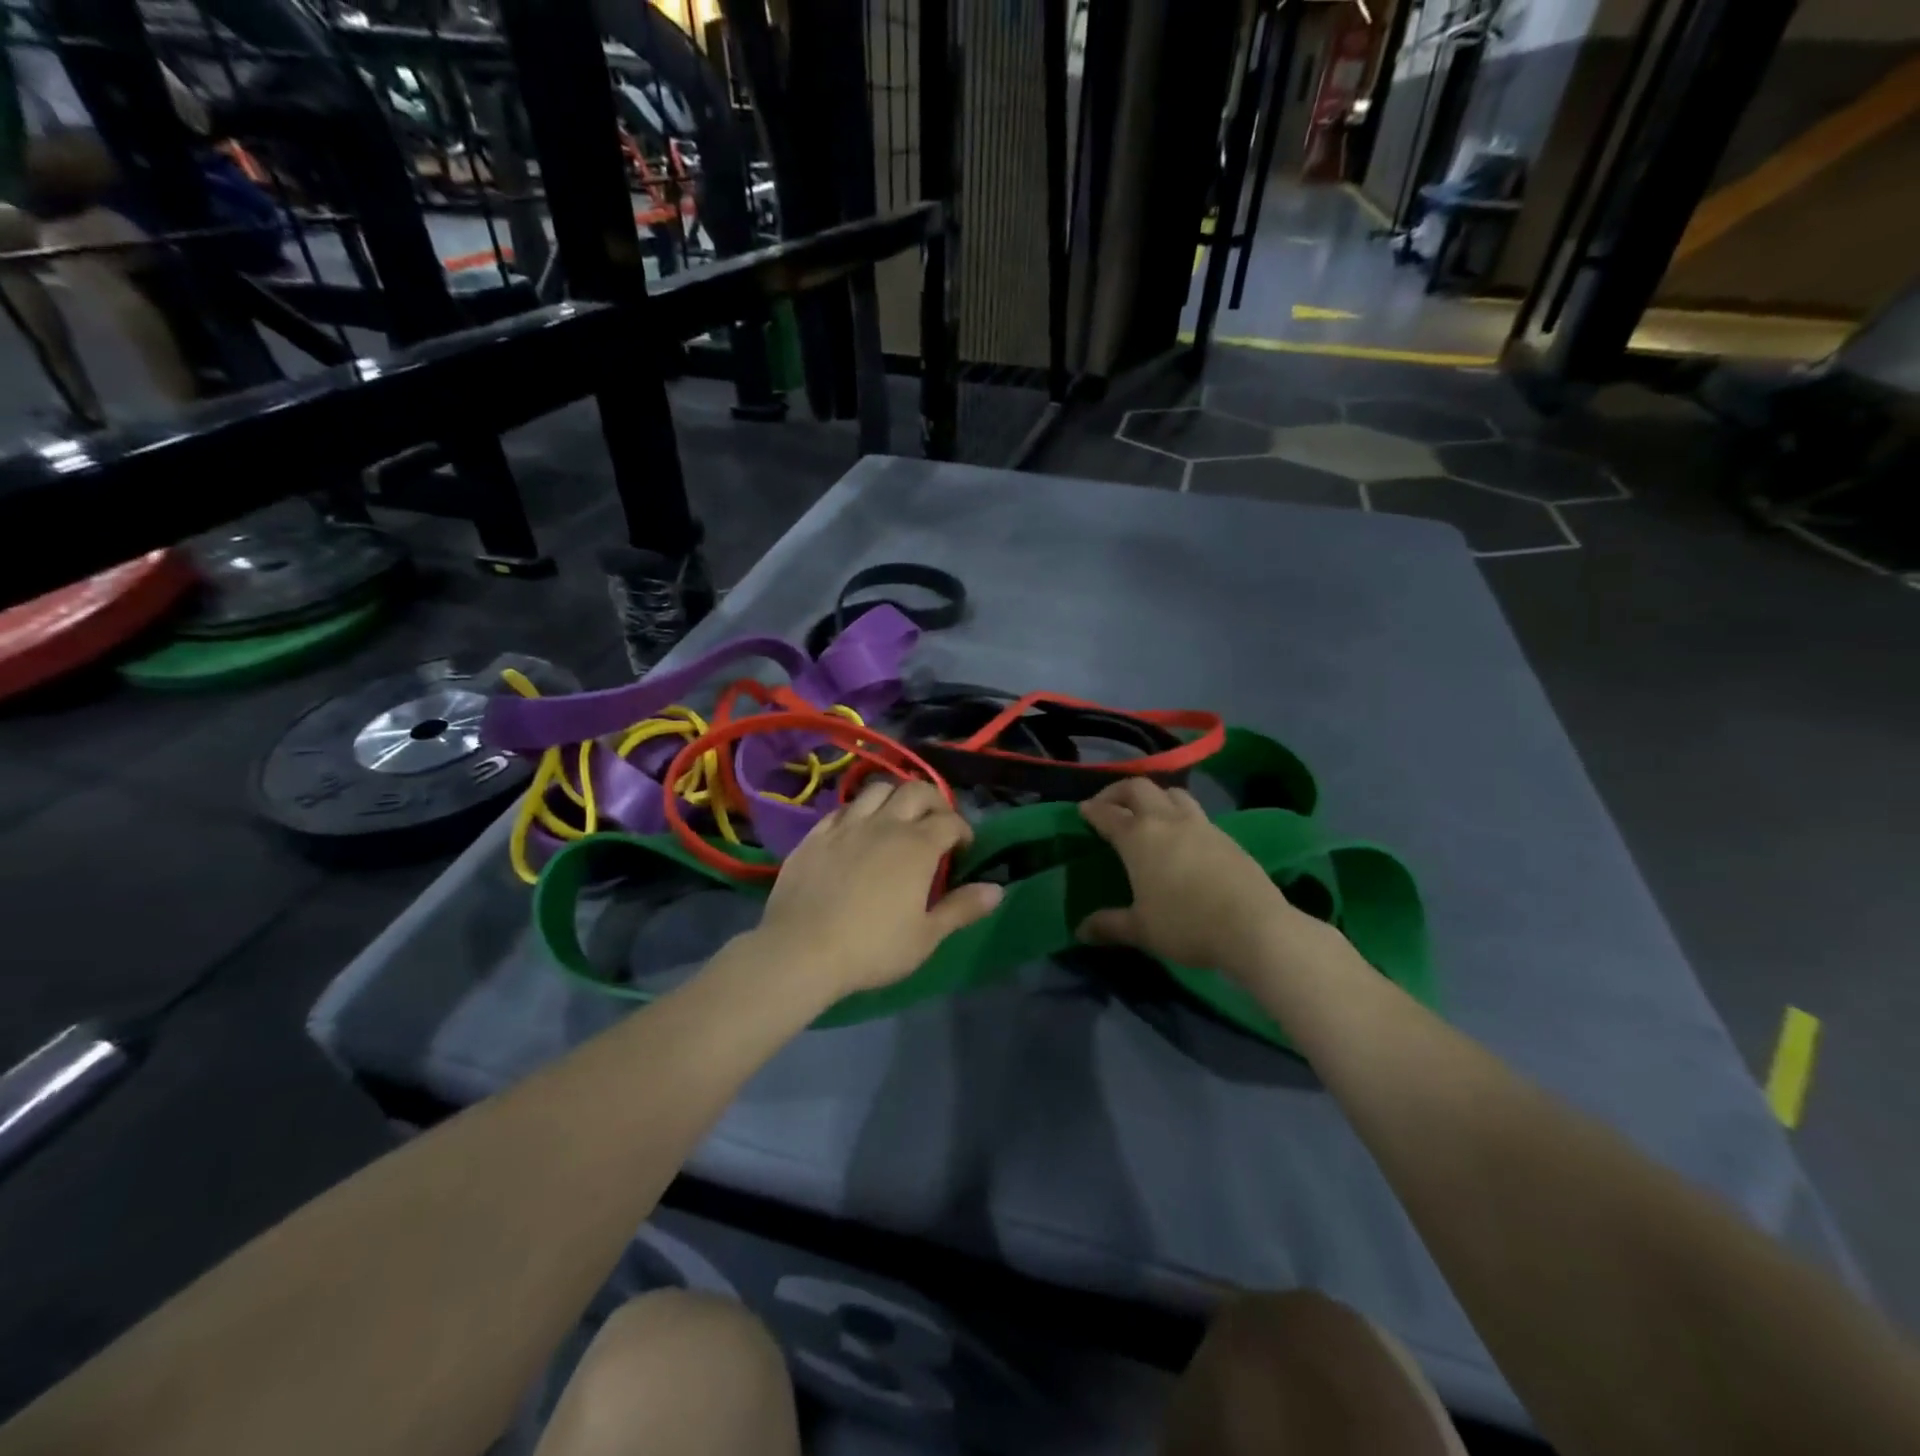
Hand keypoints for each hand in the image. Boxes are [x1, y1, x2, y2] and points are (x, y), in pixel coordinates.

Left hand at [757, 779, 1002, 998]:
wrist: (801, 950)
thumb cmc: (872, 948)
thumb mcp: (926, 936)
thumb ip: (962, 908)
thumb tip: (997, 888)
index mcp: (917, 846)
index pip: (951, 821)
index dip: (963, 831)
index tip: (963, 849)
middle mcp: (884, 824)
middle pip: (916, 790)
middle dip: (934, 801)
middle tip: (936, 823)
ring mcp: (847, 825)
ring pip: (877, 789)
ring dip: (895, 797)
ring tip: (897, 819)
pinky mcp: (815, 834)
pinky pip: (842, 808)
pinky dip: (858, 812)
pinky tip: (857, 831)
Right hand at [1077, 779, 1318, 977]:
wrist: (1253, 926)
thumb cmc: (1186, 924)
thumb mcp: (1141, 930)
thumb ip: (1109, 925)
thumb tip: (1080, 931)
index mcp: (1138, 837)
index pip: (1107, 813)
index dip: (1092, 810)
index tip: (1083, 810)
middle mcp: (1167, 821)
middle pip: (1139, 787)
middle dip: (1118, 791)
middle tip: (1109, 805)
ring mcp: (1200, 825)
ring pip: (1172, 793)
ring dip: (1154, 797)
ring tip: (1148, 814)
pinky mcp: (1226, 836)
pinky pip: (1196, 813)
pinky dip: (1180, 815)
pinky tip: (1182, 838)